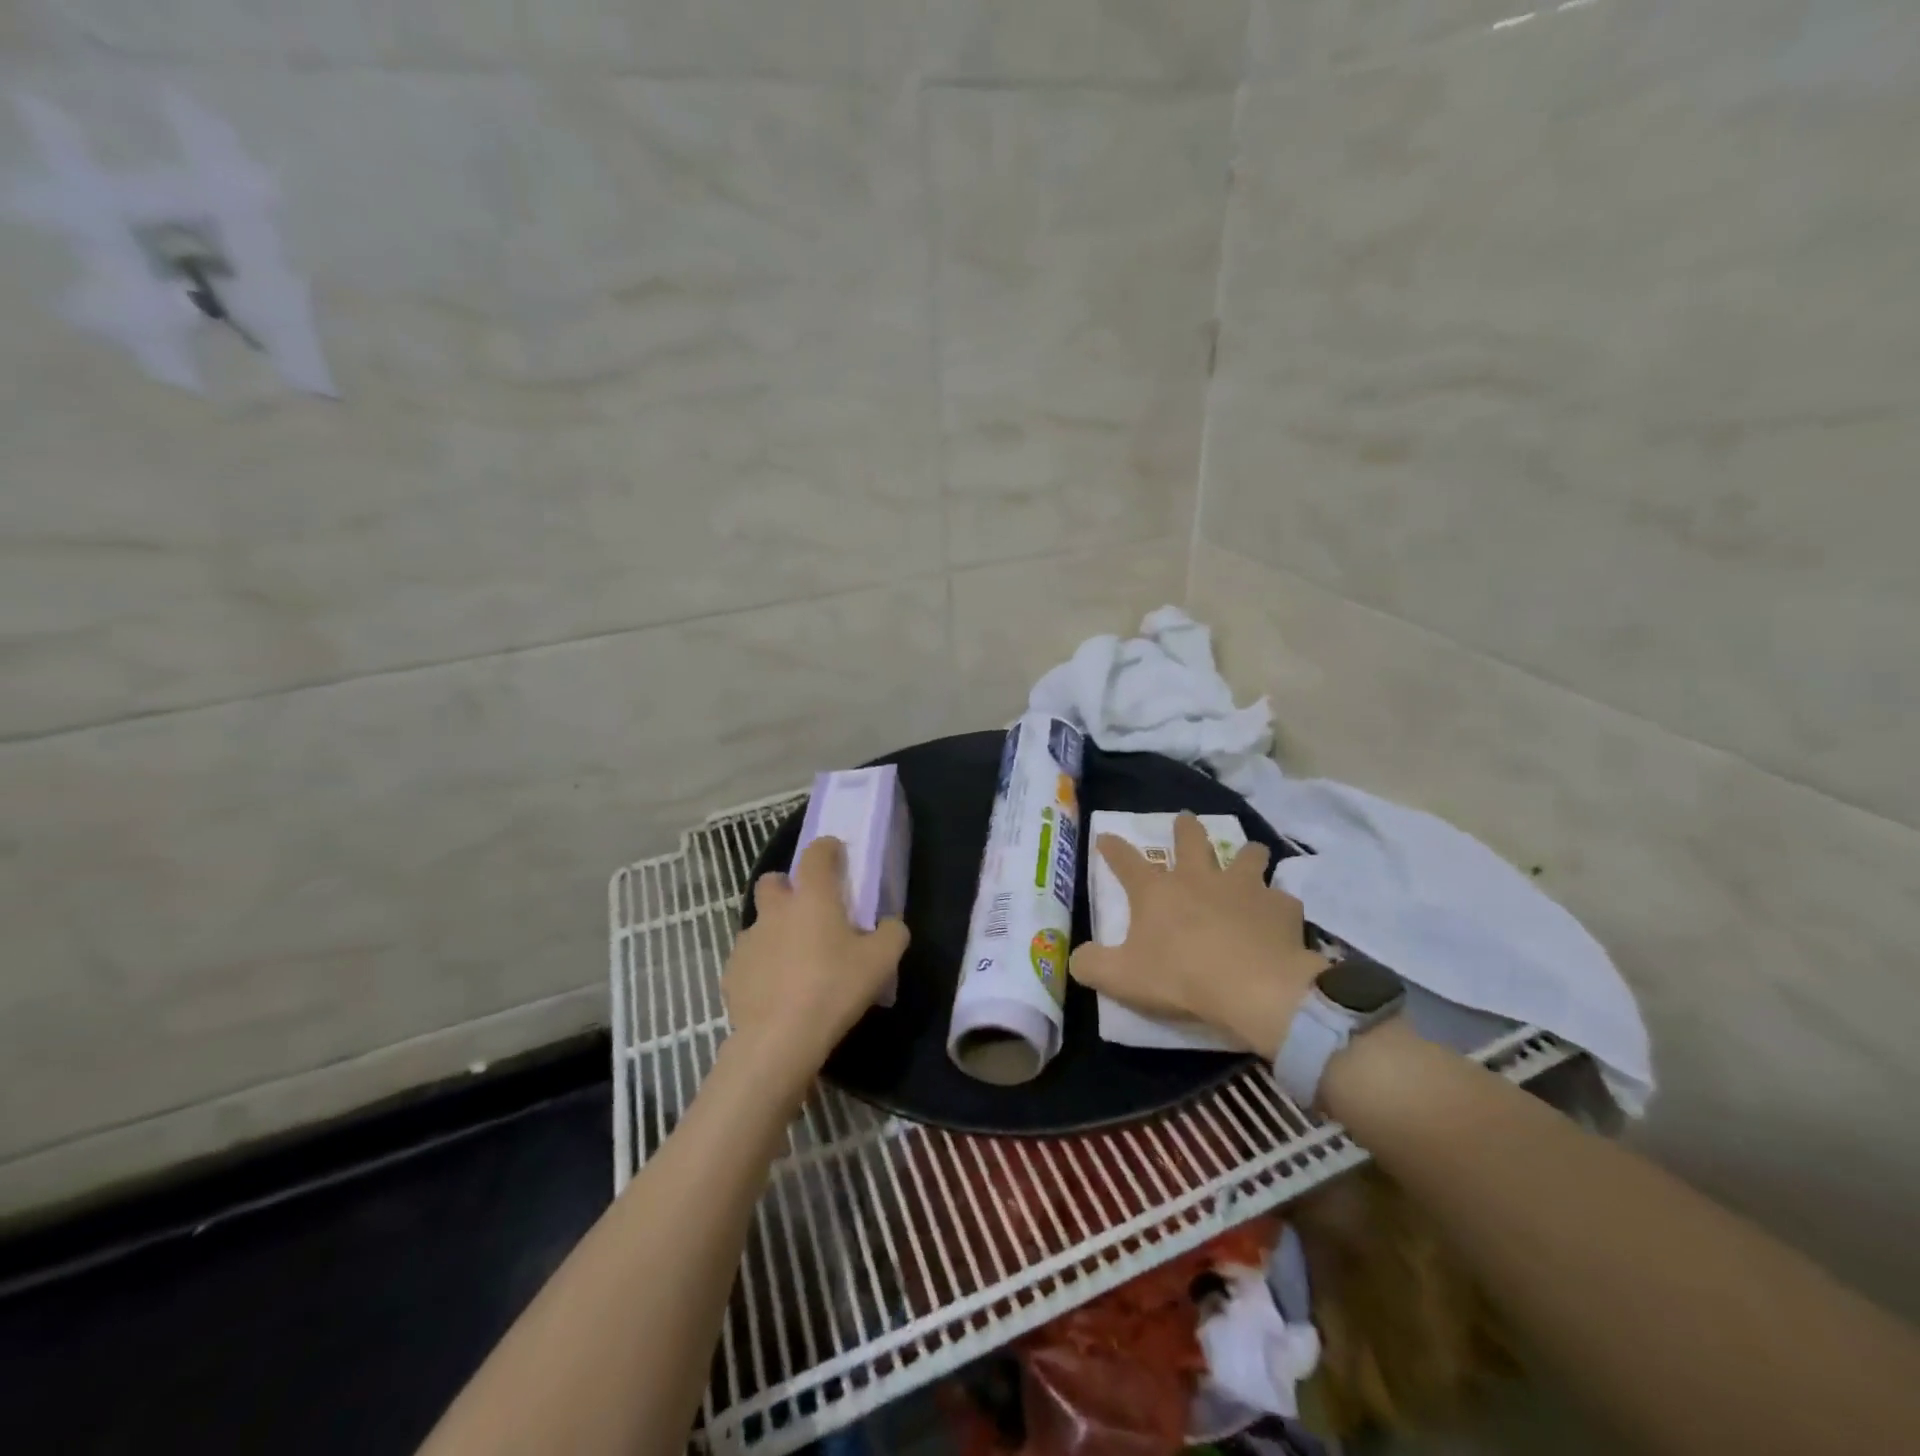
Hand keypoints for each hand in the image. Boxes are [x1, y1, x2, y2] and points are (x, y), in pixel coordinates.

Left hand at [723, 837, 909, 1093]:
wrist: (779, 1039)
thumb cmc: (834, 988)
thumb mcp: (882, 961)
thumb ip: (891, 933)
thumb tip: (890, 924)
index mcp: (812, 897)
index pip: (816, 854)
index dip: (827, 848)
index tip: (836, 855)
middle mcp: (776, 910)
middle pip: (773, 882)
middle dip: (787, 887)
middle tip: (808, 912)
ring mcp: (749, 940)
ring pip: (761, 923)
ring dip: (776, 932)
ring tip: (796, 962)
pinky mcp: (732, 972)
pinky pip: (750, 959)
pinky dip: (763, 966)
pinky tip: (778, 991)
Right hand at [1069, 813, 1327, 1058]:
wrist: (1254, 988)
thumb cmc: (1181, 978)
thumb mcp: (1122, 978)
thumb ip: (1092, 966)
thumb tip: (1075, 958)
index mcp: (1157, 891)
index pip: (1126, 861)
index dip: (1113, 848)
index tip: (1105, 837)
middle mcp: (1199, 878)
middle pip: (1191, 840)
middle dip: (1185, 828)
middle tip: (1185, 820)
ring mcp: (1244, 887)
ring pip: (1248, 855)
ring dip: (1246, 854)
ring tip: (1249, 854)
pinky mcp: (1280, 907)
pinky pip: (1281, 899)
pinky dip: (1278, 905)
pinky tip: (1279, 916)